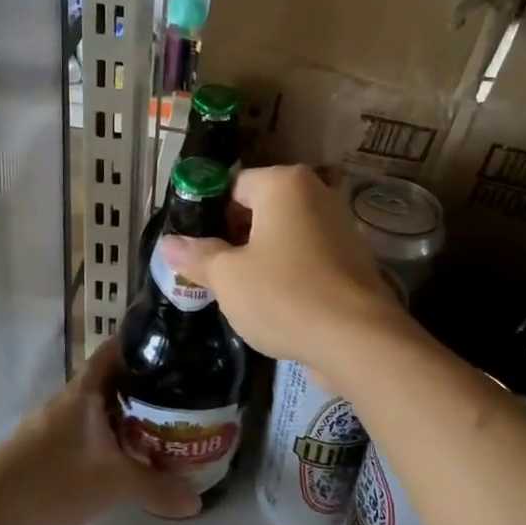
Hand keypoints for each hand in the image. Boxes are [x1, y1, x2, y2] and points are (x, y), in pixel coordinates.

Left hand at [0, 340, 200, 524]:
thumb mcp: (114, 484)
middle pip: (111, 378)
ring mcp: (54, 424)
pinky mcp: (45, 448)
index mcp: (85, 390)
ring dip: (125, 411)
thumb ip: (157, 488)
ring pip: (98, 407)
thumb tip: (197, 502)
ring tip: (161, 420)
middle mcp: (70, 399)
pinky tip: (124, 454)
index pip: (115, 349)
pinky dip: (108, 435)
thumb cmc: (54, 478)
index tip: (170, 339)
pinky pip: (86, 430)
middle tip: (180, 385)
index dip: (140, 339)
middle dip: (142, 381)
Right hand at [159, 165, 406, 369]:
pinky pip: (306, 258)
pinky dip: (288, 274)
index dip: (209, 216)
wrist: (358, 340)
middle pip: (260, 210)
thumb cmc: (285, 295)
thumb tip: (168, 244)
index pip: (233, 187)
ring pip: (283, 236)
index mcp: (285, 184)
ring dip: (260, 259)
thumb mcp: (228, 277)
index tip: (194, 249)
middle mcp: (316, 194)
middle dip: (234, 239)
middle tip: (212, 274)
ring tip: (239, 294)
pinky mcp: (352, 260)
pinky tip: (273, 306)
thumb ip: (197, 256)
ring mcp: (339, 227)